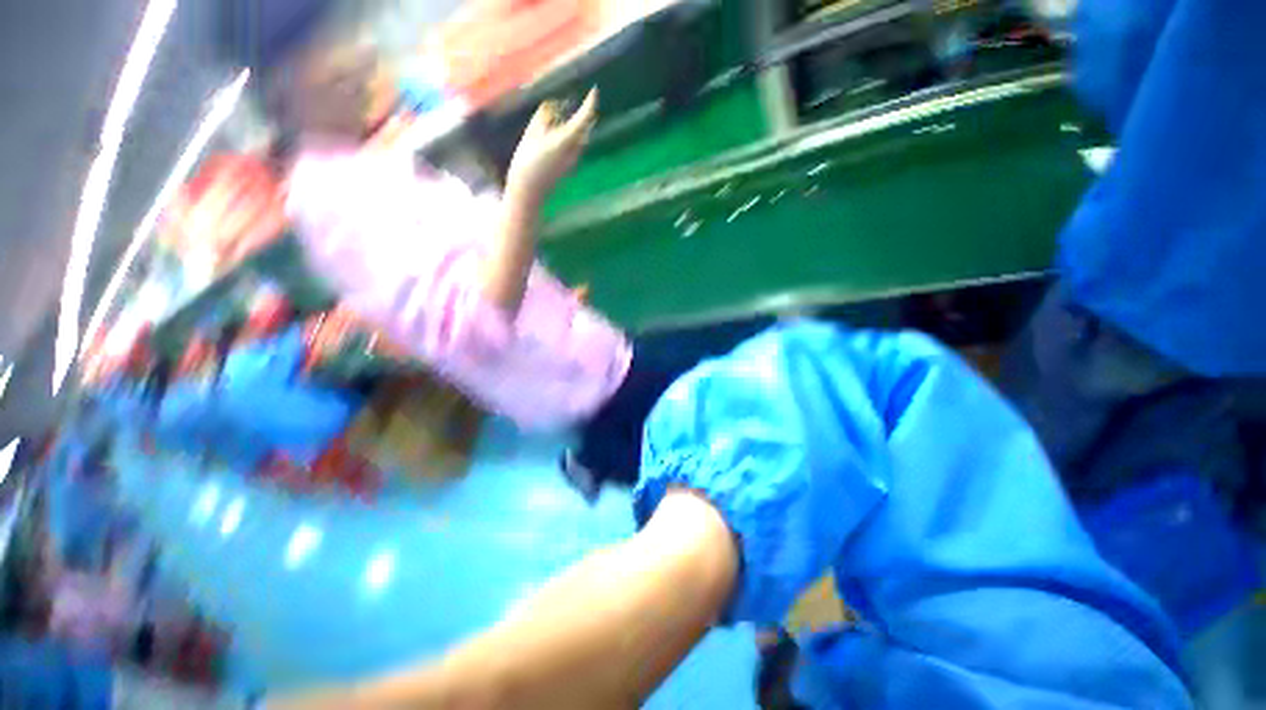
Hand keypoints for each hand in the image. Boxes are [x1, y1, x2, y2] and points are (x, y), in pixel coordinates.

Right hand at [507, 89, 597, 204]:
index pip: (582, 120)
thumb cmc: (525, 165)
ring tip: (571, 114)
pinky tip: (562, 133)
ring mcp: (572, 162)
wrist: (529, 194)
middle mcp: (572, 152)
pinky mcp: (569, 169)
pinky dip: (573, 136)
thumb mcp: (530, 138)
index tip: (594, 91)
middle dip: (586, 114)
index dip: (589, 105)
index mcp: (563, 142)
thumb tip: (550, 108)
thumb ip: (541, 121)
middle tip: (586, 100)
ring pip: (581, 139)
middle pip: (585, 129)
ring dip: (579, 126)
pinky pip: (576, 148)